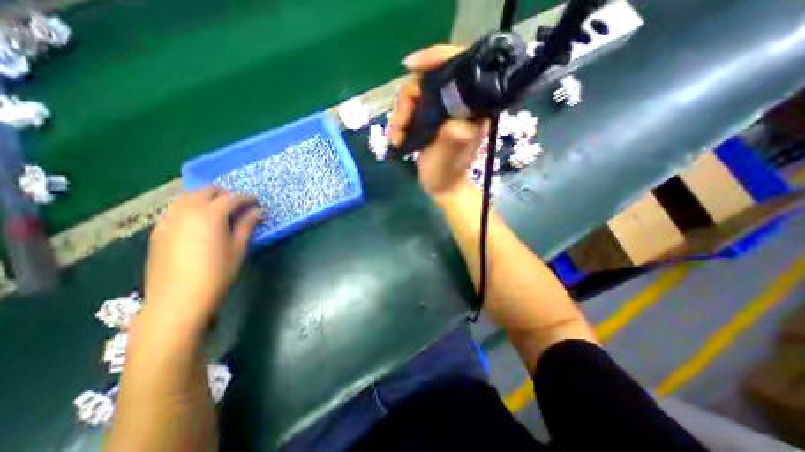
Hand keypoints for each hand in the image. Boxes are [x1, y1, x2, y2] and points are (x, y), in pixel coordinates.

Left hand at [142, 186, 259, 330]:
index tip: (256, 201)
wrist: (178, 299)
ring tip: (219, 209)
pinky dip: (190, 206)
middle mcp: (186, 212)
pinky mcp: (158, 231)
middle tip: (239, 204)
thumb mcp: (238, 249)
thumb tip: (257, 211)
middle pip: (206, 191)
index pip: (231, 198)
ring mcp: (168, 220)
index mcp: (210, 215)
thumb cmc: (217, 273)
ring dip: (206, 198)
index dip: (246, 198)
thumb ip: (247, 226)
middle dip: (225, 193)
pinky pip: (175, 209)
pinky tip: (198, 220)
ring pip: (187, 197)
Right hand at [388, 44, 486, 197]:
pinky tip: (396, 137)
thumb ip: (453, 137)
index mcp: (471, 107)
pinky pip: (411, 109)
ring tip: (395, 136)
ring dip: (400, 114)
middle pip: (429, 81)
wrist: (441, 187)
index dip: (436, 58)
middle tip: (399, 124)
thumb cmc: (447, 174)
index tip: (411, 66)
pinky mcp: (429, 120)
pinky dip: (400, 121)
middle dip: (408, 100)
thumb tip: (453, 120)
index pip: (458, 67)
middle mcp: (457, 104)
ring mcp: (442, 111)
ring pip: (416, 95)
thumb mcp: (450, 158)